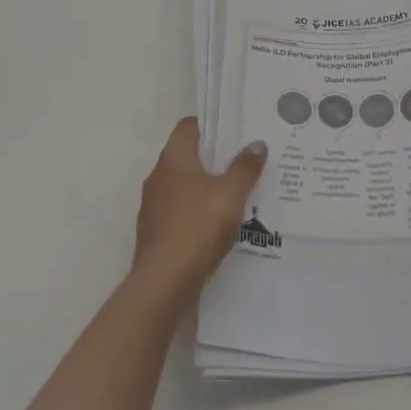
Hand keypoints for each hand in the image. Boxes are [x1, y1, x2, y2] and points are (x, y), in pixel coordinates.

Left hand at [132, 118, 266, 304]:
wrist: (162, 284)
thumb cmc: (197, 226)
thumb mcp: (231, 194)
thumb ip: (245, 167)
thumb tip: (257, 143)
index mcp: (173, 157)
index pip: (189, 126)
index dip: (212, 125)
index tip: (235, 131)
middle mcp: (158, 175)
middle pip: (188, 155)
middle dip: (214, 157)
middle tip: (243, 161)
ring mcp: (153, 205)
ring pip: (184, 185)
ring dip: (206, 186)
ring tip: (236, 193)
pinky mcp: (155, 232)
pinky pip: (180, 210)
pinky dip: (197, 211)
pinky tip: (218, 224)